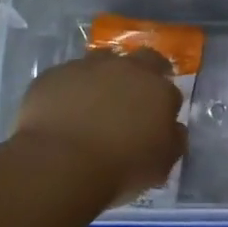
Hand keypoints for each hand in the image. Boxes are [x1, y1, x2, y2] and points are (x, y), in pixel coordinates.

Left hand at [13, 49, 186, 206]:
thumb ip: (174, 140)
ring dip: (103, 77)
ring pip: (101, 62)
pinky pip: (67, 78)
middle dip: (142, 74)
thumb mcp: (162, 164)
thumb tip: (174, 128)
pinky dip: (69, 91)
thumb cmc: (122, 167)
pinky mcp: (52, 76)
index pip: (170, 86)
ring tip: (94, 105)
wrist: (61, 163)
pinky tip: (63, 113)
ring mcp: (86, 67)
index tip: (157, 118)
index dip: (165, 101)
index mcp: (157, 88)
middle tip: (132, 99)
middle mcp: (125, 68)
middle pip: (141, 59)